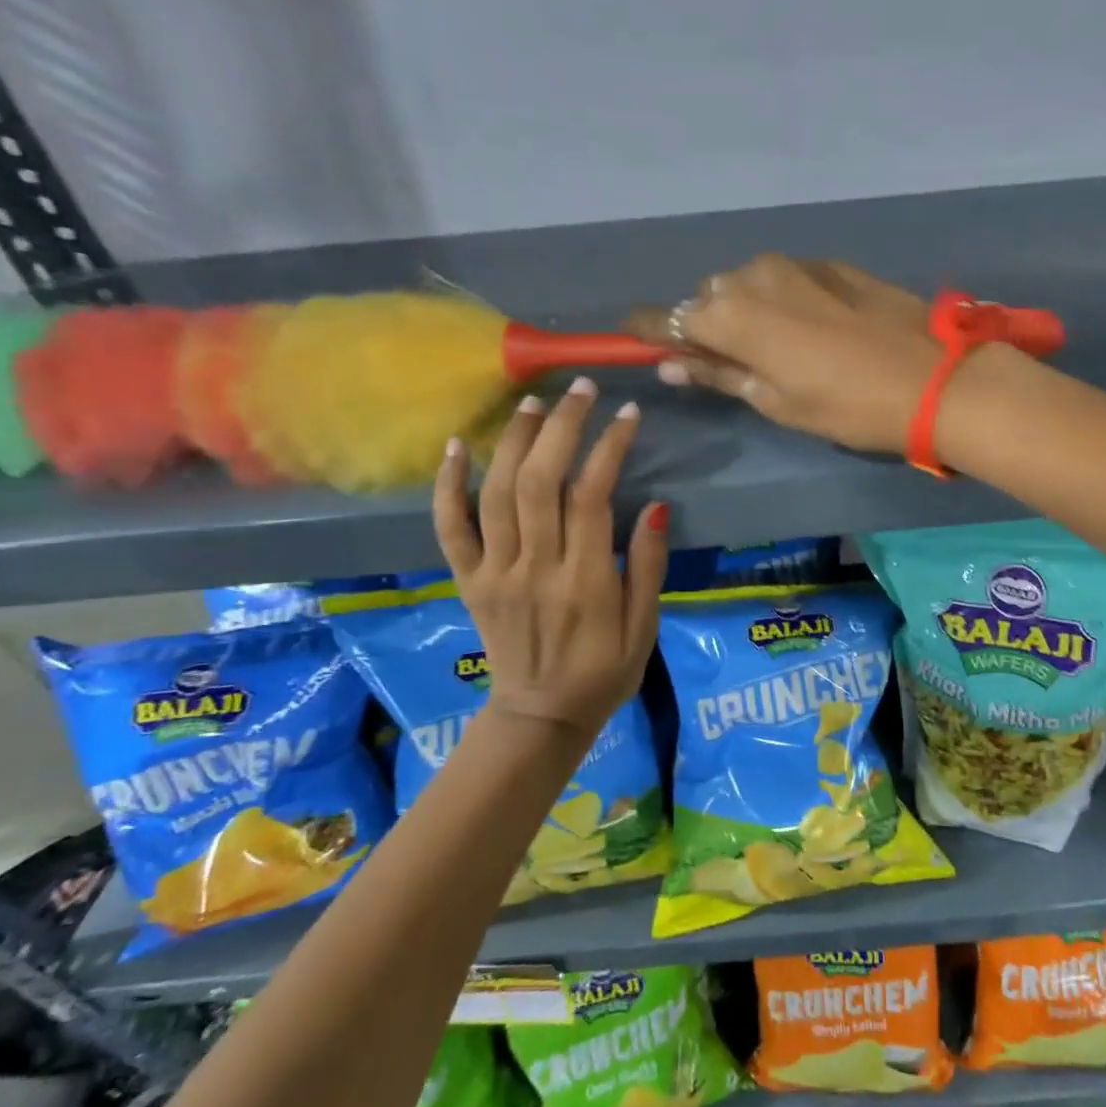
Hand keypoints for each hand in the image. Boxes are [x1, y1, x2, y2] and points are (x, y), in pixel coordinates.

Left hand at [432, 379, 668, 737]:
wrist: (541, 716)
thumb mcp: (645, 627)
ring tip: (532, 402)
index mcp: (586, 581)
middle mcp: (536, 568)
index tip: (628, 414)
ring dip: (512, 441)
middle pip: (541, 482)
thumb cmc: (604, 672)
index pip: (593, 497)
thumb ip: (649, 567)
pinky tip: (455, 446)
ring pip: (497, 494)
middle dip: (561, 427)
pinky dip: (447, 486)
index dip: (610, 447)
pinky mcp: (469, 581)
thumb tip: (658, 508)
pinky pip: (450, 528)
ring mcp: (495, 573)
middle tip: (580, 390)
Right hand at [626, 254, 945, 453]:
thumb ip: (720, 375)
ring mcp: (797, 265)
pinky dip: (780, 300)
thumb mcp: (777, 401)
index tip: (629, 337)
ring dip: (745, 310)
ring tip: (774, 350)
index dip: (648, 329)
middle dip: (708, 325)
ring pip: (747, 283)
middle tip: (726, 363)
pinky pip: (785, 278)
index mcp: (733, 315)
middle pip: (709, 296)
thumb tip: (673, 365)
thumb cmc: (847, 405)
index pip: (670, 317)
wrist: (935, 378)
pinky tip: (810, 330)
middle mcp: (754, 277)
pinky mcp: (832, 265)